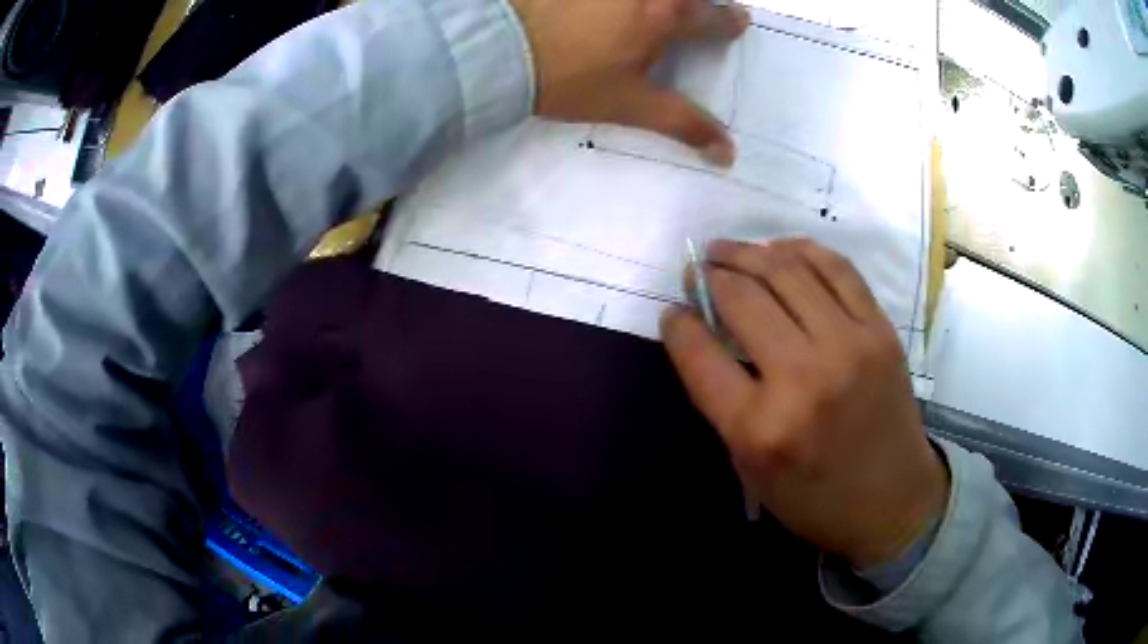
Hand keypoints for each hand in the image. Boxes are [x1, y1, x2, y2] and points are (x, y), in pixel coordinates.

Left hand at [509, 0, 749, 166]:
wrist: (495, 47)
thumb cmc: (569, 78)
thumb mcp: (629, 104)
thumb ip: (682, 123)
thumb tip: (727, 153)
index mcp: (665, 15)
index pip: (714, 16)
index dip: (730, 22)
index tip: (735, 23)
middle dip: (698, 4)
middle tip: (696, 13)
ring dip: (665, 1)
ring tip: (656, 11)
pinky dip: (623, 0)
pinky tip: (610, 9)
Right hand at [661, 239, 948, 567]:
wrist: (893, 502)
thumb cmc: (815, 499)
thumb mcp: (751, 469)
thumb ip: (725, 401)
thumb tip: (706, 334)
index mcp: (760, 427)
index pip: (700, 354)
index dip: (678, 323)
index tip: (674, 310)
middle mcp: (804, 378)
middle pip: (742, 298)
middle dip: (709, 276)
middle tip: (698, 270)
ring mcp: (849, 346)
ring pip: (786, 270)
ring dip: (747, 252)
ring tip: (728, 250)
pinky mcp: (880, 330)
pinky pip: (837, 268)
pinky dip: (801, 250)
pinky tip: (780, 250)